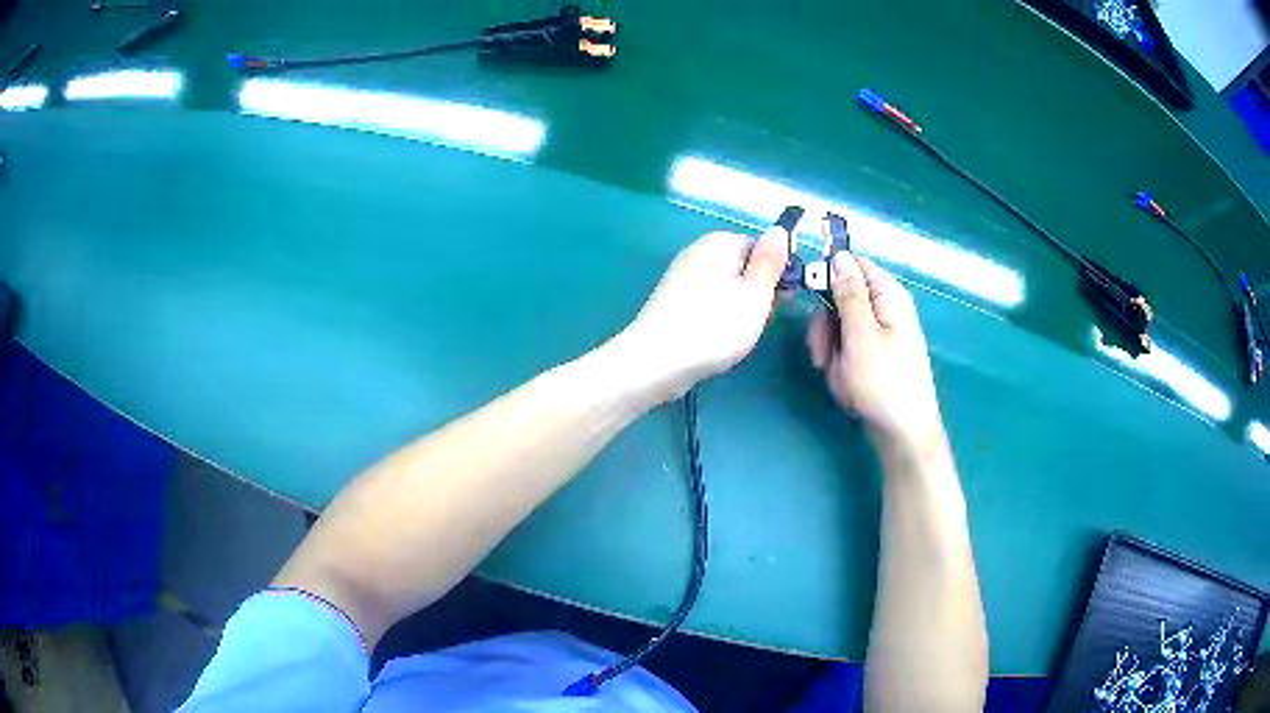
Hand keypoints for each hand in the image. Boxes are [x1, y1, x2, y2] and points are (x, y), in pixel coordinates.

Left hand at [613, 229, 788, 402]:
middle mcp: (697, 251)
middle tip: (758, 320)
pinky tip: (716, 340)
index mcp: (720, 241)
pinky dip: (716, 319)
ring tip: (737, 334)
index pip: (762, 247)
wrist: (657, 361)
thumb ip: (771, 261)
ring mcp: (681, 276)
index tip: (783, 299)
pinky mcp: (671, 302)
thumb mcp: (756, 292)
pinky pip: (707, 303)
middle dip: (757, 292)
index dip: (777, 273)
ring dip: (738, 308)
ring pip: (726, 288)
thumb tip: (779, 230)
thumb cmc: (715, 325)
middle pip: (742, 267)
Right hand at [807, 254, 944, 453]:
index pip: (852, 265)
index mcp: (888, 296)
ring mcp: (879, 336)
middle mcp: (885, 310)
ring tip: (840, 376)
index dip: (828, 277)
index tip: (810, 299)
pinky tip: (847, 386)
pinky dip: (840, 367)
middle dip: (826, 327)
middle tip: (824, 354)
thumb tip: (839, 254)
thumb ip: (848, 293)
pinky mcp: (873, 358)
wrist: (902, 434)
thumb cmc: (884, 383)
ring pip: (838, 328)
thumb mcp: (861, 334)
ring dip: (831, 352)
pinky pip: (846, 351)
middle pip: (840, 299)